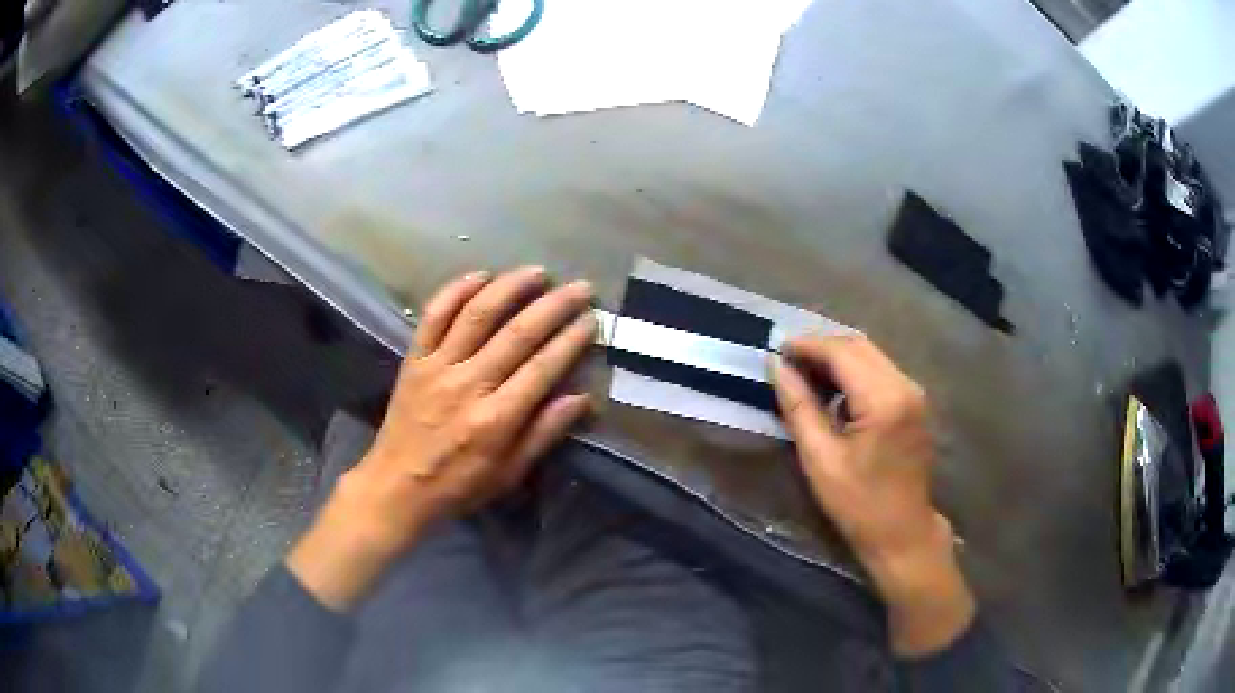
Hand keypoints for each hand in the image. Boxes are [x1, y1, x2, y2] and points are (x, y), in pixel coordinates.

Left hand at [289, 267, 596, 610]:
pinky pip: (434, 315)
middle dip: (554, 306)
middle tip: (579, 288)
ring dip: (510, 287)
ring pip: (477, 314)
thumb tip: (581, 398)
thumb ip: (544, 433)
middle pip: (517, 334)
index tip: (591, 320)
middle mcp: (468, 385)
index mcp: (496, 419)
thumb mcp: (509, 473)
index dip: (571, 340)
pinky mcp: (414, 359)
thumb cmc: (458, 485)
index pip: (543, 368)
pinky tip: (480, 275)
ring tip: (536, 272)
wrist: (397, 485)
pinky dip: (456, 290)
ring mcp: (437, 367)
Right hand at [770, 335, 974, 656]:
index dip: (807, 345)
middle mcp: (905, 385)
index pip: (842, 352)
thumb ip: (798, 406)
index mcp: (884, 399)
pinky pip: (880, 370)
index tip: (776, 349)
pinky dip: (853, 371)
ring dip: (837, 357)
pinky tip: (832, 389)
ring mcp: (914, 392)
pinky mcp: (914, 402)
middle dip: (821, 347)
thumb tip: (776, 366)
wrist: (902, 532)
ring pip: (870, 355)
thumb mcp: (820, 459)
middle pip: (859, 345)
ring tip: (803, 373)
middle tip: (786, 360)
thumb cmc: (858, 504)